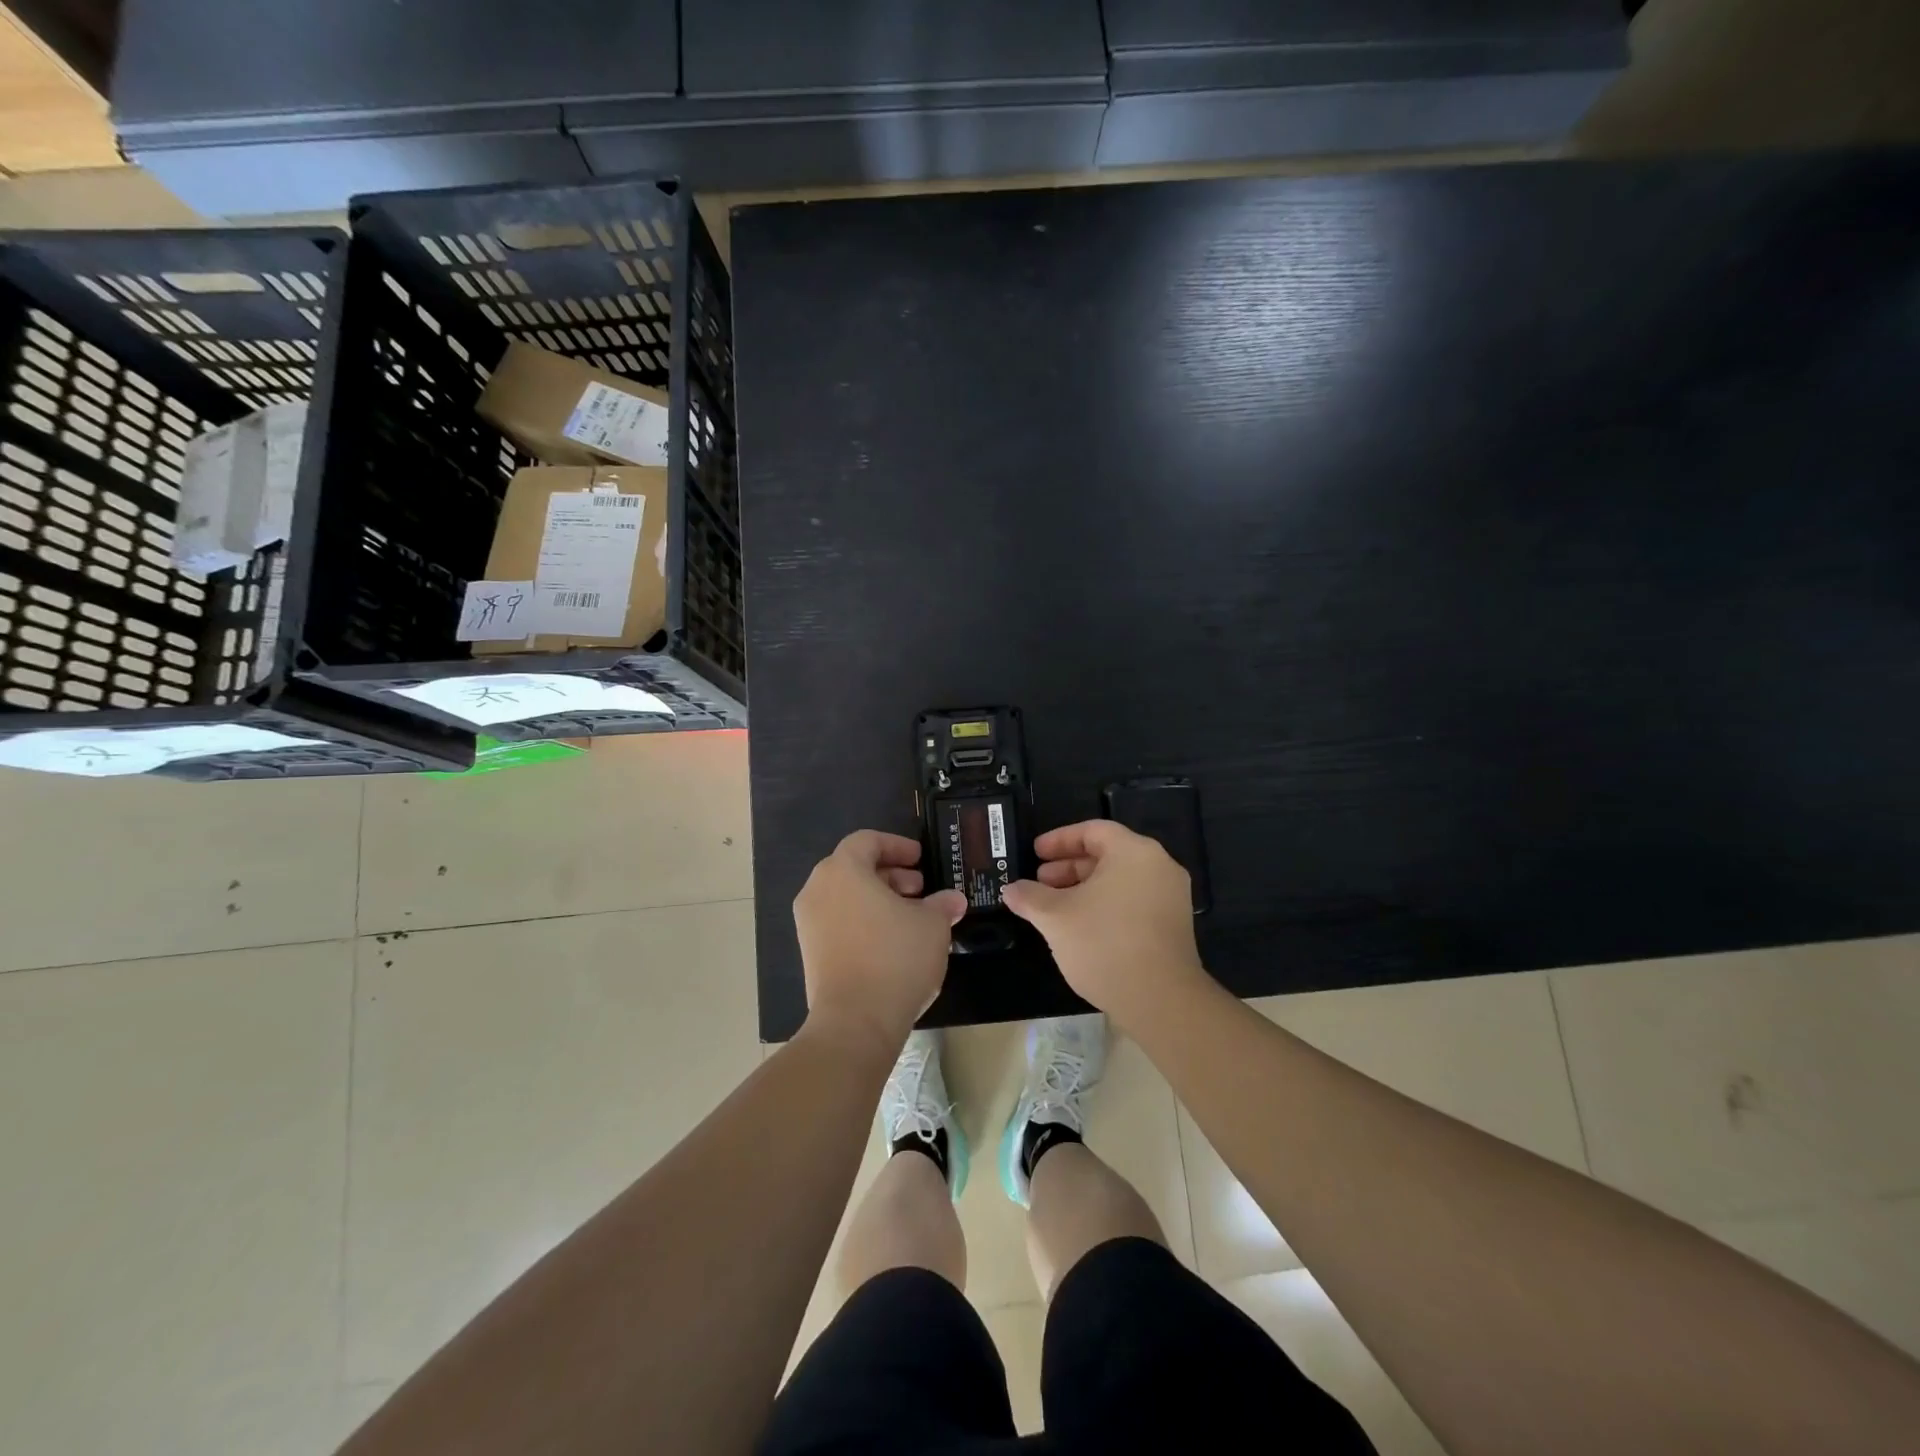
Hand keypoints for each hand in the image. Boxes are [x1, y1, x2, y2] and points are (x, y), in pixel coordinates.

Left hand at [794, 830, 966, 1053]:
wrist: (855, 1022)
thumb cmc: (895, 958)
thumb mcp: (932, 925)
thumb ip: (942, 905)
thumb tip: (952, 900)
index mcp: (843, 871)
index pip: (867, 840)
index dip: (896, 845)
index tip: (920, 859)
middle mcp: (817, 890)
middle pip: (853, 868)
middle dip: (890, 874)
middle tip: (919, 889)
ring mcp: (809, 923)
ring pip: (846, 897)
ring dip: (878, 899)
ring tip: (911, 918)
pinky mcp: (810, 953)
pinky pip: (838, 922)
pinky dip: (863, 921)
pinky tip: (893, 943)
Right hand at [1001, 820, 1208, 1029]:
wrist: (1160, 1001)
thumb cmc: (1104, 943)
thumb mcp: (1056, 917)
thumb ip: (1030, 897)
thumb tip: (1011, 890)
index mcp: (1134, 852)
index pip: (1093, 831)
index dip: (1059, 839)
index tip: (1035, 853)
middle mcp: (1159, 867)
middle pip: (1107, 854)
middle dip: (1069, 867)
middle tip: (1039, 882)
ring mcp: (1171, 898)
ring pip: (1119, 881)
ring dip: (1084, 889)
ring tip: (1054, 908)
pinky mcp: (1173, 926)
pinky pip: (1132, 902)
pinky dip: (1104, 905)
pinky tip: (1080, 928)